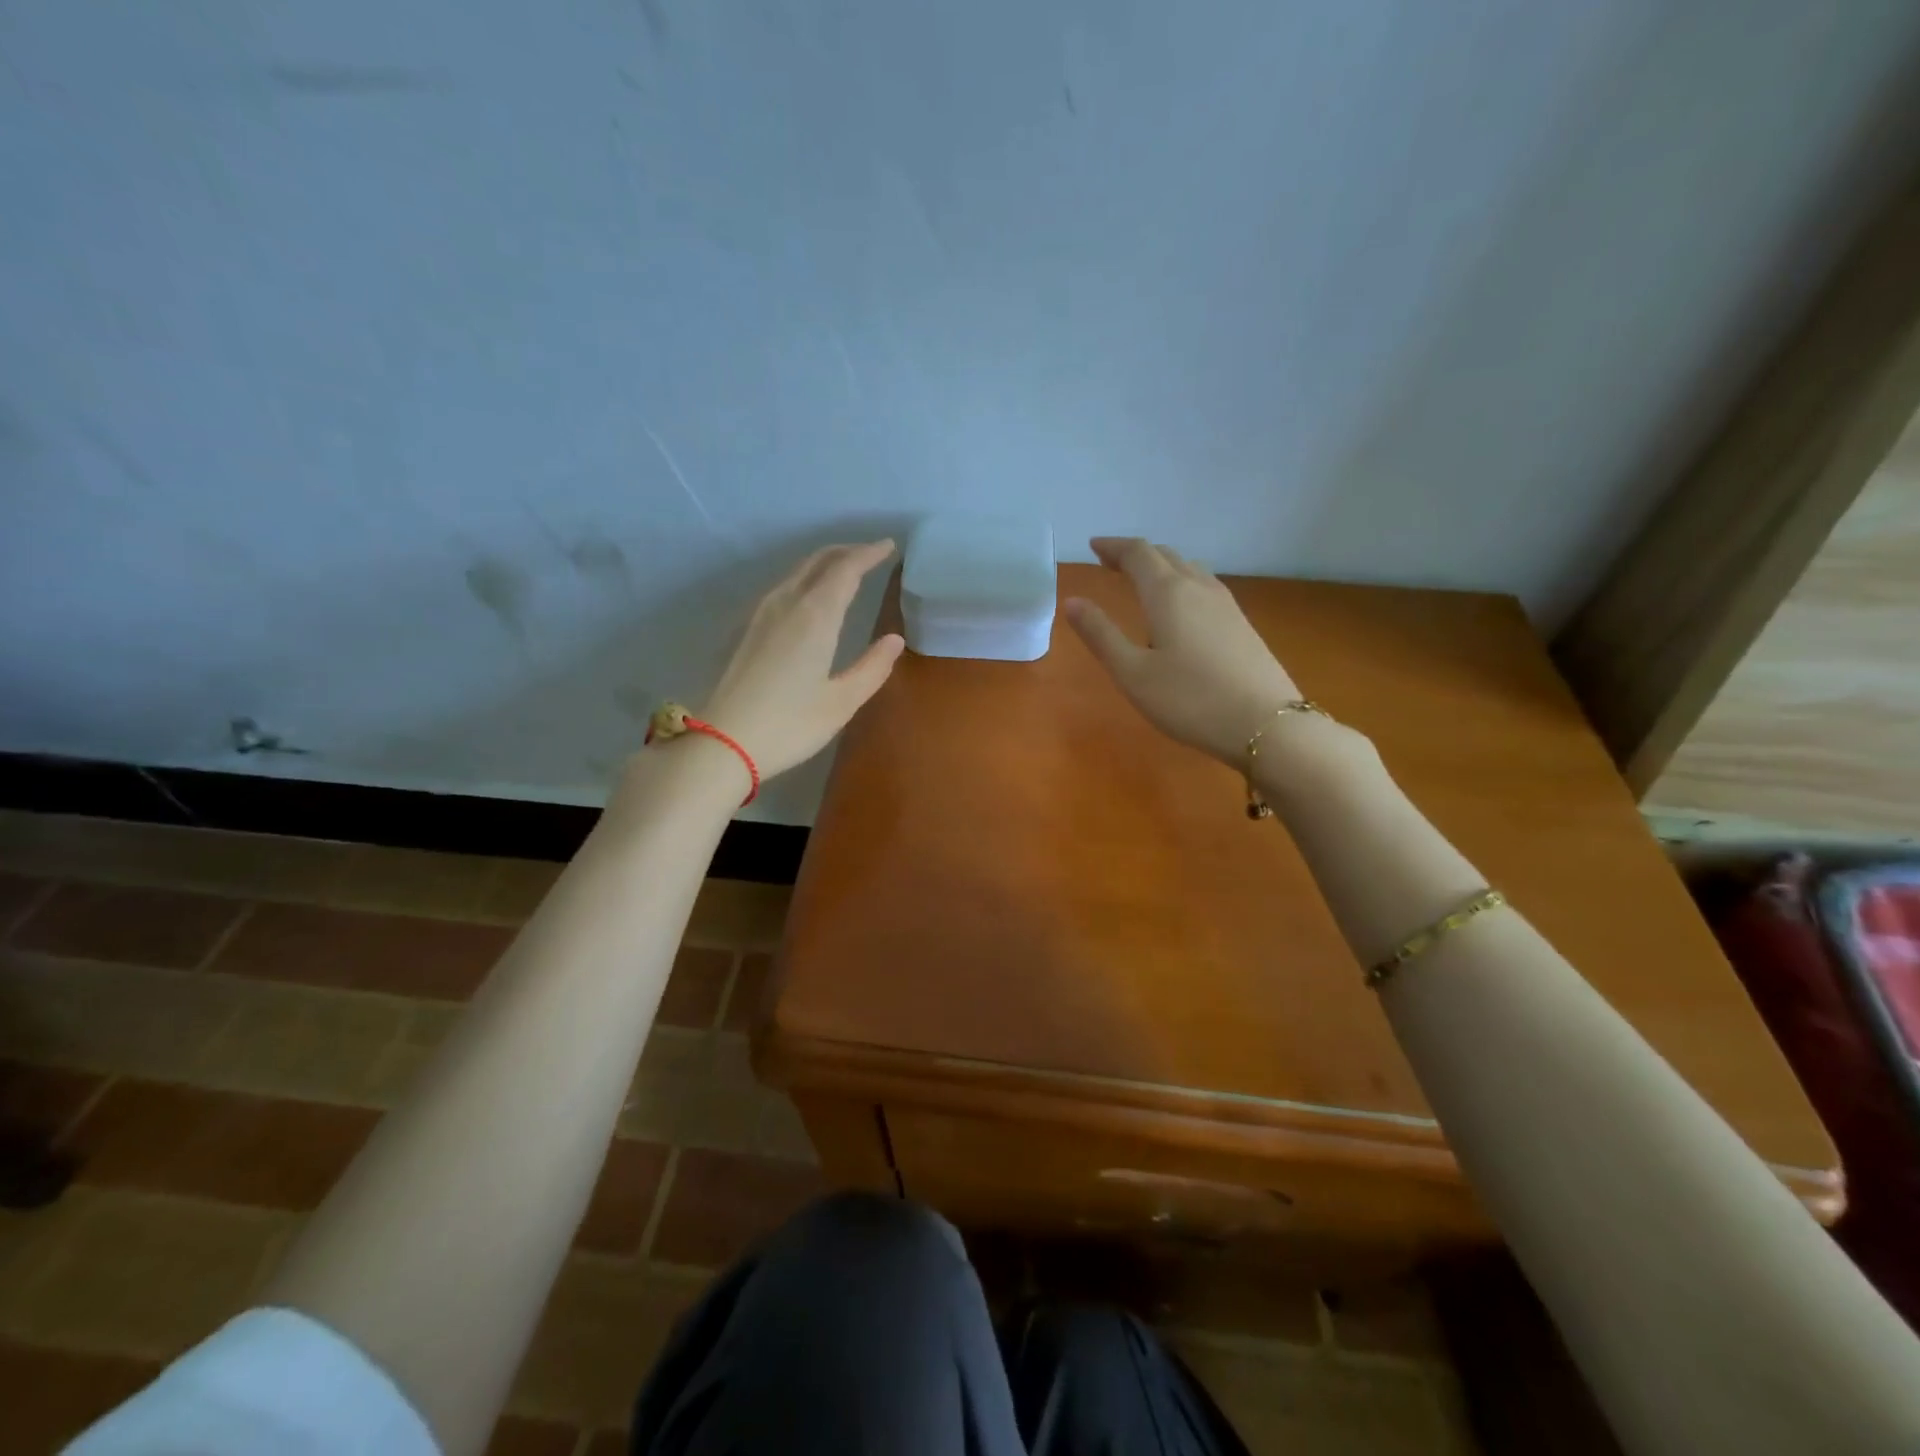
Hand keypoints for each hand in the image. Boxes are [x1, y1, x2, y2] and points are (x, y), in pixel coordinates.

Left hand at [698, 540, 904, 780]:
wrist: (723, 742)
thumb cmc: (790, 724)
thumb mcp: (841, 702)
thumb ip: (872, 667)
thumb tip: (895, 639)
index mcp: (815, 616)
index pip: (846, 569)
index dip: (869, 554)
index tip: (889, 546)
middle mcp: (786, 604)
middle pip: (818, 561)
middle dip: (846, 552)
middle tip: (871, 553)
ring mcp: (761, 615)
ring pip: (797, 572)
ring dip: (824, 563)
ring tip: (845, 569)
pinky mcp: (747, 630)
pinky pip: (783, 588)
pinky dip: (805, 579)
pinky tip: (810, 597)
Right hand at [1064, 537, 1301, 765]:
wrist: (1266, 724)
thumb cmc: (1189, 700)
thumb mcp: (1132, 673)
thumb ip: (1100, 635)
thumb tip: (1072, 601)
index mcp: (1168, 593)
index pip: (1138, 553)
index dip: (1113, 546)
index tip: (1093, 546)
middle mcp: (1198, 587)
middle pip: (1165, 555)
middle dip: (1135, 554)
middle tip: (1111, 563)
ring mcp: (1225, 604)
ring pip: (1189, 568)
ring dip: (1162, 566)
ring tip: (1143, 580)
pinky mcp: (1241, 623)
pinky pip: (1205, 586)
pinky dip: (1182, 582)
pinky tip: (1180, 608)